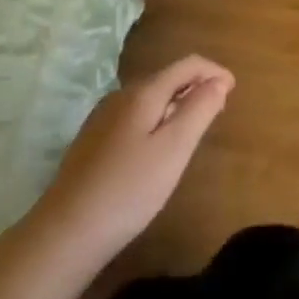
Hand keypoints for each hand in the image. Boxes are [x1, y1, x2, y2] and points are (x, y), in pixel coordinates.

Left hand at [16, 55, 232, 267]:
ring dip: (177, 103)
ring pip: (150, 98)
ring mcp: (102, 118)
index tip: (234, 90)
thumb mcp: (174, 149)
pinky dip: (157, 119)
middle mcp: (121, 96)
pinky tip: (157, 149)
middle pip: (167, 77)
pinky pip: (135, 115)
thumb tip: (218, 81)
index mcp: (143, 93)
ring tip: (193, 129)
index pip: (187, 65)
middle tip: (218, 111)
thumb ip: (199, 110)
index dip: (214, 71)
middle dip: (196, 86)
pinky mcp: (92, 141)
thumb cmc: (128, 190)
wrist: (64, 234)